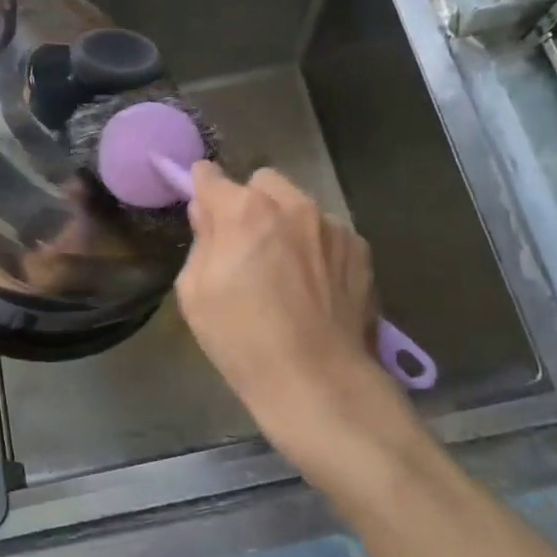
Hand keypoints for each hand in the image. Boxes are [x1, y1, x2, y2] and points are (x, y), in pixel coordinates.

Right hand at [176, 163, 410, 481]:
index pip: (211, 176)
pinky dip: (317, 246)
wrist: (318, 380)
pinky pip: (327, 232)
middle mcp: (292, 204)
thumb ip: (201, 240)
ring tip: (286, 271)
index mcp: (244, 211)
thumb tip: (207, 212)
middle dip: (250, 202)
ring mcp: (331, 224)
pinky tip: (315, 285)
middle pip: (262, 182)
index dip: (202, 188)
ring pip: (299, 205)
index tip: (202, 206)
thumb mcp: (196, 293)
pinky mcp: (360, 248)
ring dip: (287, 223)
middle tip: (246, 244)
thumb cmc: (242, 340)